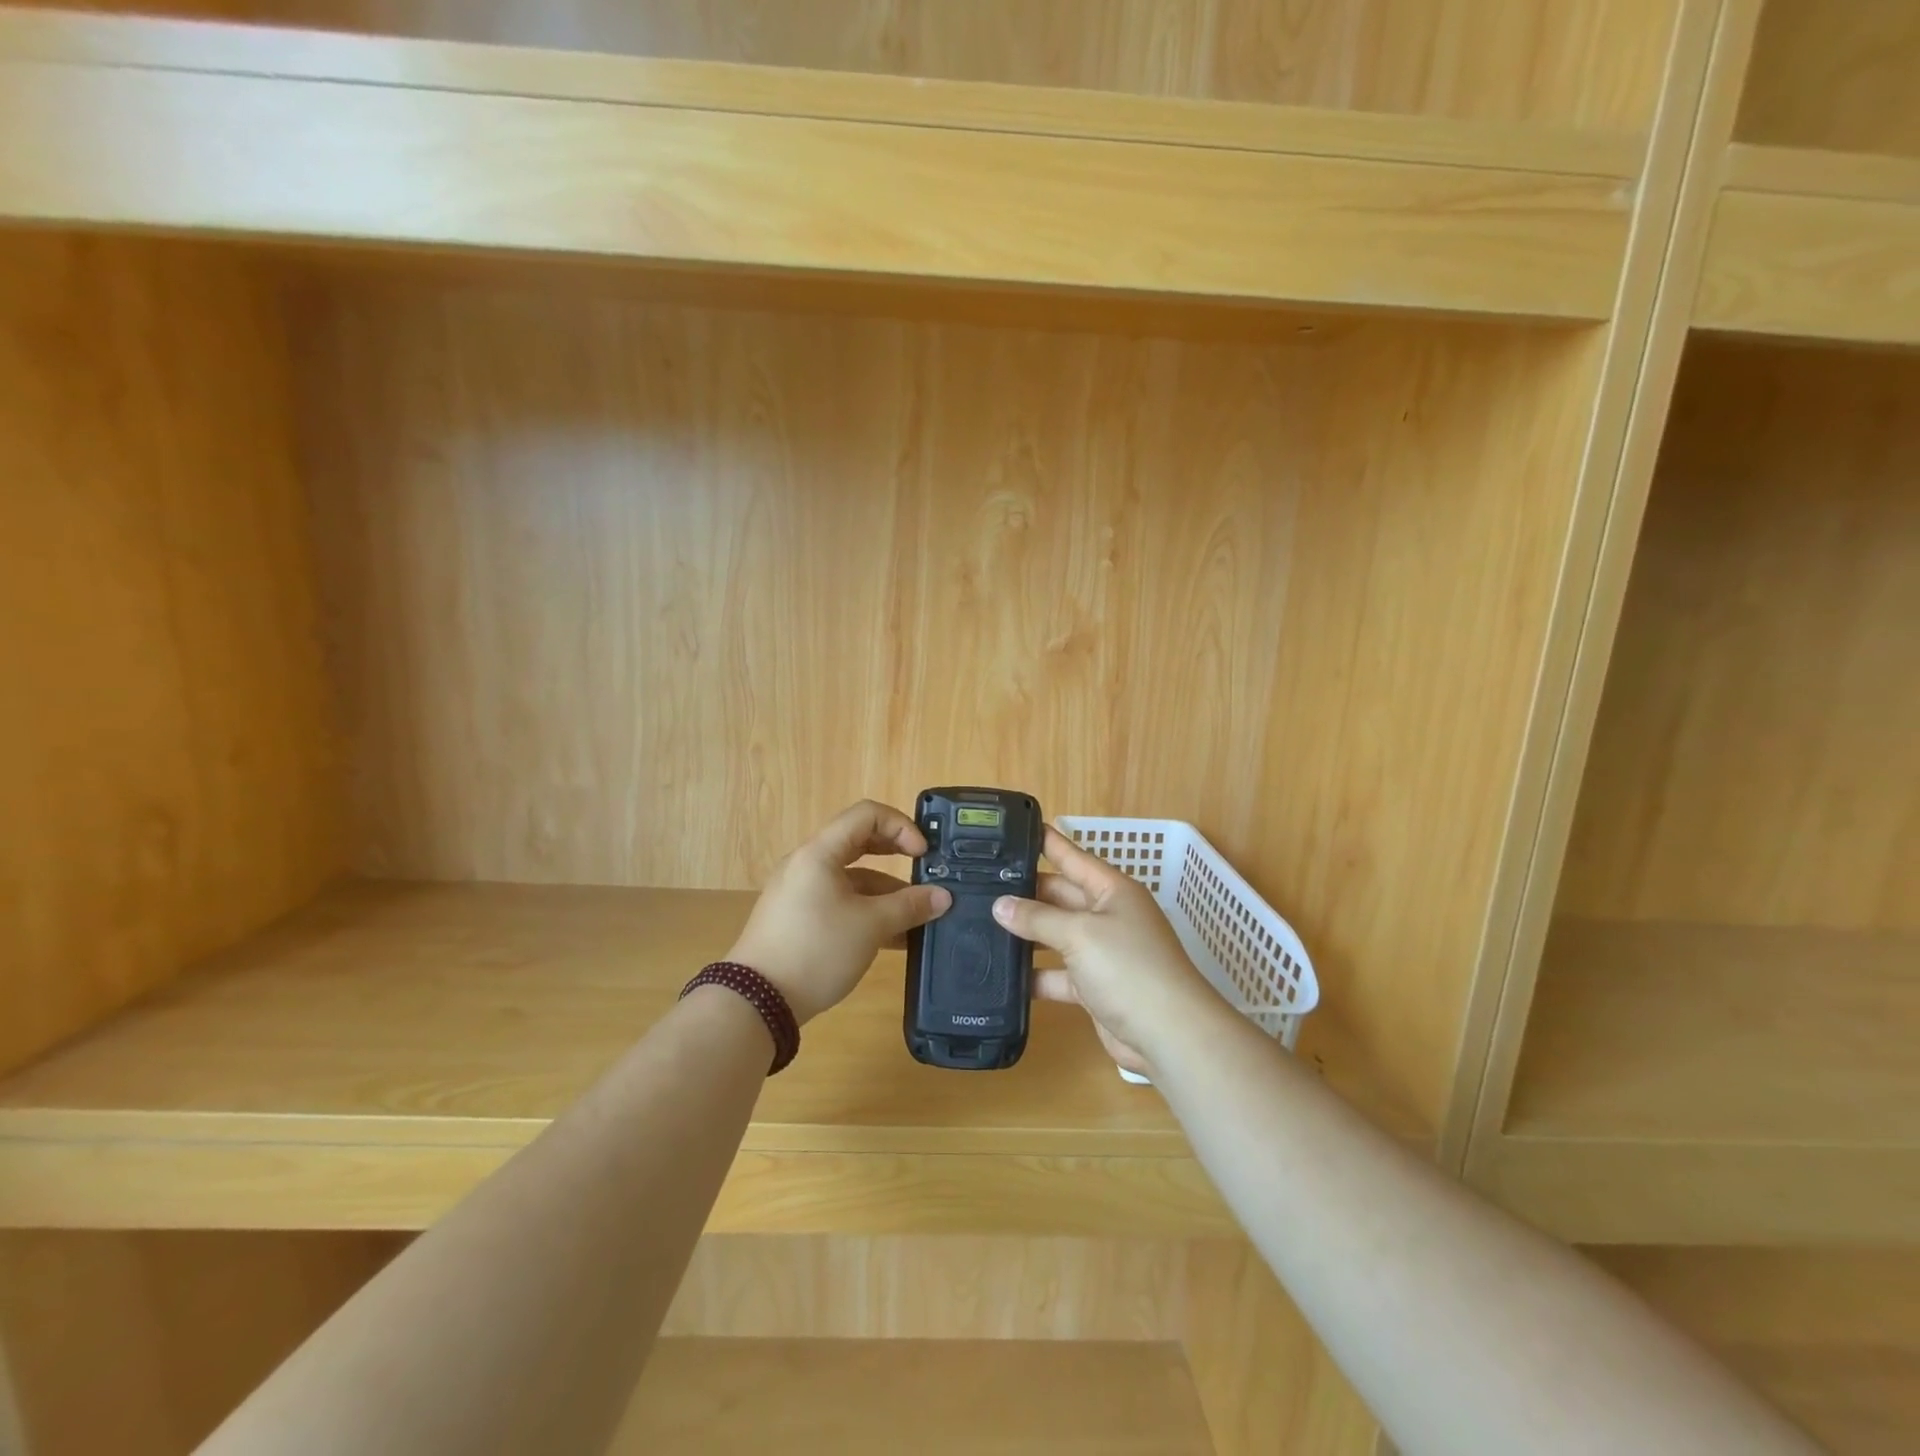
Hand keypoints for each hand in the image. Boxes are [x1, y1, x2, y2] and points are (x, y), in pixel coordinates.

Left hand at [727, 800, 951, 1023]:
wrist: (756, 1001)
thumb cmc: (816, 949)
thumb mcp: (870, 926)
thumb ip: (909, 907)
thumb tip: (943, 897)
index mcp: (820, 852)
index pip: (867, 815)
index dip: (901, 826)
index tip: (923, 854)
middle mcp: (807, 864)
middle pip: (859, 843)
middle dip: (896, 856)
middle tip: (925, 872)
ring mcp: (799, 892)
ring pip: (851, 879)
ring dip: (885, 893)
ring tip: (917, 918)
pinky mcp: (797, 919)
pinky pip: (839, 902)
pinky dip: (866, 911)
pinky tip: (894, 938)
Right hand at [992, 827, 1226, 1075]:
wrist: (1169, 1035)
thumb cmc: (1129, 968)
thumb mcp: (1080, 933)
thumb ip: (1037, 918)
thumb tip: (1000, 905)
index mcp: (1112, 890)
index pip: (1072, 857)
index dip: (1047, 842)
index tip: (1016, 828)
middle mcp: (1107, 915)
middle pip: (1060, 896)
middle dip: (1026, 892)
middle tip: (981, 884)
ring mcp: (1101, 952)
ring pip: (1056, 935)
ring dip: (1026, 934)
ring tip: (981, 925)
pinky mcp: (1093, 986)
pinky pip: (1058, 973)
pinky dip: (1035, 974)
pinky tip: (1002, 974)